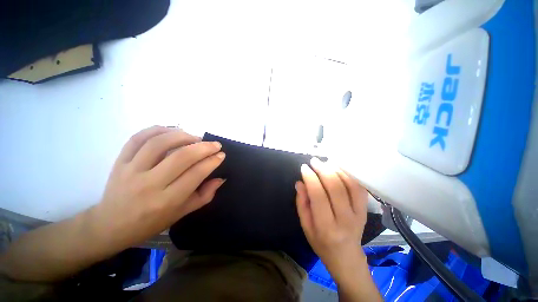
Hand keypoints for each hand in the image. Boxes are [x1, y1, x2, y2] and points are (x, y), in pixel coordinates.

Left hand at [92, 126, 225, 249]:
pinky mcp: (119, 162)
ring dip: (183, 136)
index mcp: (167, 201)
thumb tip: (220, 178)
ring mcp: (131, 170)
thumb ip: (204, 195)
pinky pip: (138, 138)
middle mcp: (149, 184)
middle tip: (215, 144)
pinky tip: (172, 131)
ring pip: (160, 143)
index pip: (196, 174)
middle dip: (204, 147)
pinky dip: (158, 130)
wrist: (110, 225)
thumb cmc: (151, 222)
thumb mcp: (182, 213)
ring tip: (195, 138)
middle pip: (181, 157)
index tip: (221, 154)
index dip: (212, 161)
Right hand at [295, 157, 368, 280]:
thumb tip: (300, 183)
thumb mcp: (306, 226)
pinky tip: (339, 169)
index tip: (304, 167)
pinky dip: (349, 175)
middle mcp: (345, 219)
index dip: (310, 178)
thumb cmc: (321, 243)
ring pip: (350, 185)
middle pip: (335, 188)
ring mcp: (359, 214)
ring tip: (325, 162)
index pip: (318, 196)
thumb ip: (302, 204)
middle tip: (314, 161)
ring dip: (337, 170)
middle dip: (323, 170)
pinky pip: (359, 188)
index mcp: (327, 227)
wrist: (347, 257)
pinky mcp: (365, 210)